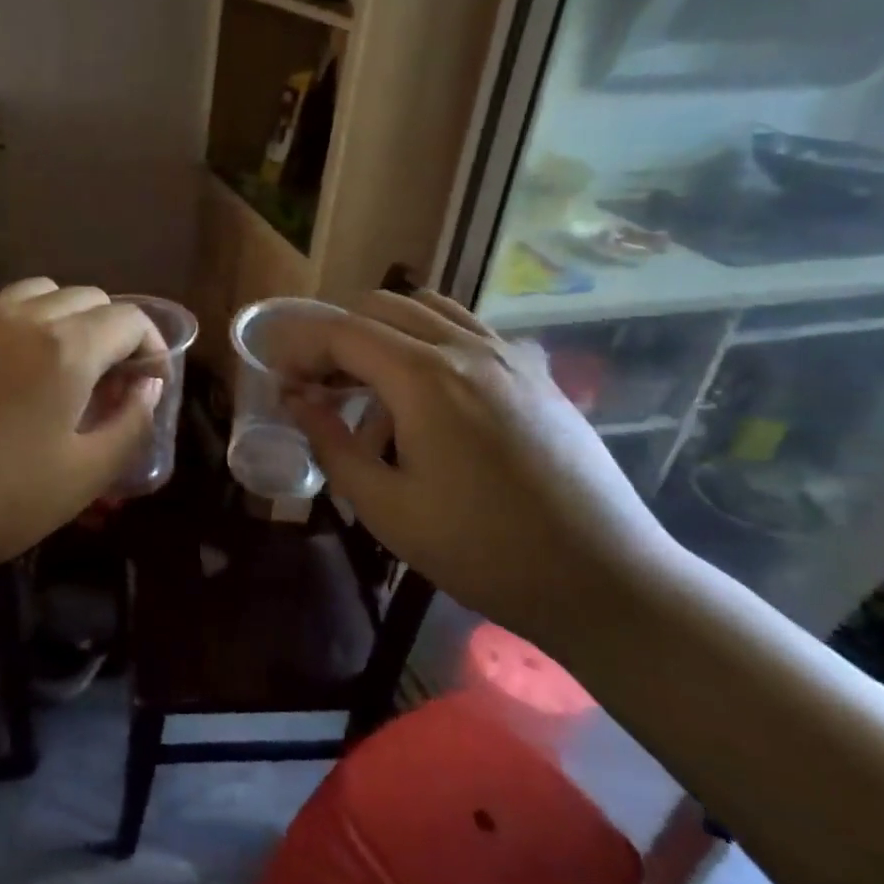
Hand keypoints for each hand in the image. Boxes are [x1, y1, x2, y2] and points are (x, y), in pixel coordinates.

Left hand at [0, 278, 162, 588]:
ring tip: (62, 367)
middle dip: (112, 330)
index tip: (149, 382)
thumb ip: (130, 425)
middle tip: (109, 381)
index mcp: (65, 349)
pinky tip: (7, 376)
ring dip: (66, 318)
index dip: (151, 345)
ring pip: (39, 293)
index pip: (128, 319)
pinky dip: (21, 327)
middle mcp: (21, 319)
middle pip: (86, 297)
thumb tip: (147, 387)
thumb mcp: (83, 477)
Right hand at [284, 289, 680, 638]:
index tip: (281, 380)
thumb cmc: (481, 550)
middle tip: (317, 381)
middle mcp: (466, 348)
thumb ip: (331, 443)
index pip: (343, 332)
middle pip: (383, 306)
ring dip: (384, 330)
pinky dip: (430, 340)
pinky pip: (470, 330)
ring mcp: (508, 355)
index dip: (301, 348)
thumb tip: (296, 400)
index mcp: (424, 377)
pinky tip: (430, 392)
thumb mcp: (386, 507)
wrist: (602, 578)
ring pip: (429, 308)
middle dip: (337, 334)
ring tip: (369, 381)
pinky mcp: (536, 373)